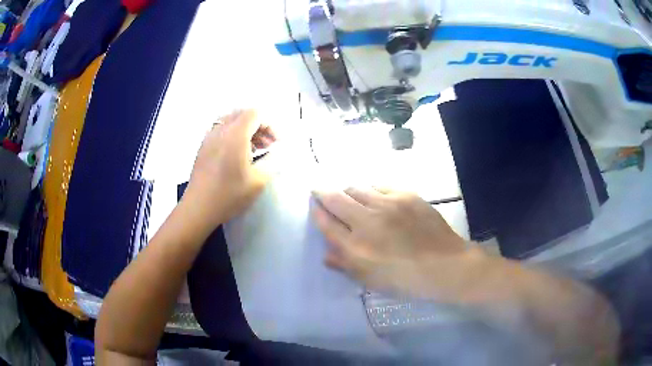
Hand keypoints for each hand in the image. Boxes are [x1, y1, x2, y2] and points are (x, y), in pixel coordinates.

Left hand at [183, 110, 275, 233]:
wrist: (199, 207)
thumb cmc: (229, 195)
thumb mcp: (258, 181)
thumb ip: (272, 162)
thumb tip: (277, 154)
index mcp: (235, 134)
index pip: (255, 114)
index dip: (269, 125)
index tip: (276, 143)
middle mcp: (221, 130)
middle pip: (243, 114)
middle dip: (259, 125)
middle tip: (268, 144)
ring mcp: (209, 137)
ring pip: (231, 121)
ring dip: (246, 129)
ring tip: (255, 149)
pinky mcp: (203, 146)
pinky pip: (221, 130)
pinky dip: (233, 134)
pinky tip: (238, 154)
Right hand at [312, 187, 476, 298]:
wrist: (444, 265)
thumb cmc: (406, 280)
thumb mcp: (371, 280)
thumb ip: (346, 266)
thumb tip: (326, 255)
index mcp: (356, 247)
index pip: (326, 223)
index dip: (317, 212)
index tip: (314, 206)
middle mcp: (367, 221)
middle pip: (335, 198)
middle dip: (322, 192)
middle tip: (319, 190)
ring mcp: (387, 204)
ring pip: (356, 188)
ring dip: (347, 191)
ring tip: (349, 195)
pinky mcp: (405, 195)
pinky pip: (380, 186)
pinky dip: (371, 190)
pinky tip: (375, 197)